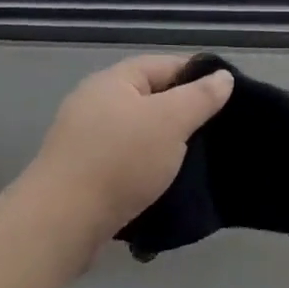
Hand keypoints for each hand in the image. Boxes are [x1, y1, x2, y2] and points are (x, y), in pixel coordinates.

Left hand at [23, 55, 233, 258]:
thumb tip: (222, 76)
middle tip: (216, 131)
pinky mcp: (83, 174)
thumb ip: (200, 97)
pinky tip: (165, 184)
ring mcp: (85, 140)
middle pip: (151, 98)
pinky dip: (146, 169)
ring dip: (165, 145)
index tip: (228, 97)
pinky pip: (125, 161)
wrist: (60, 222)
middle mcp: (95, 103)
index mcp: (113, 81)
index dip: (198, 76)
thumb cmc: (120, 160)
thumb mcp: (171, 121)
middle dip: (183, 113)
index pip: (165, 65)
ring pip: (139, 133)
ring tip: (196, 161)